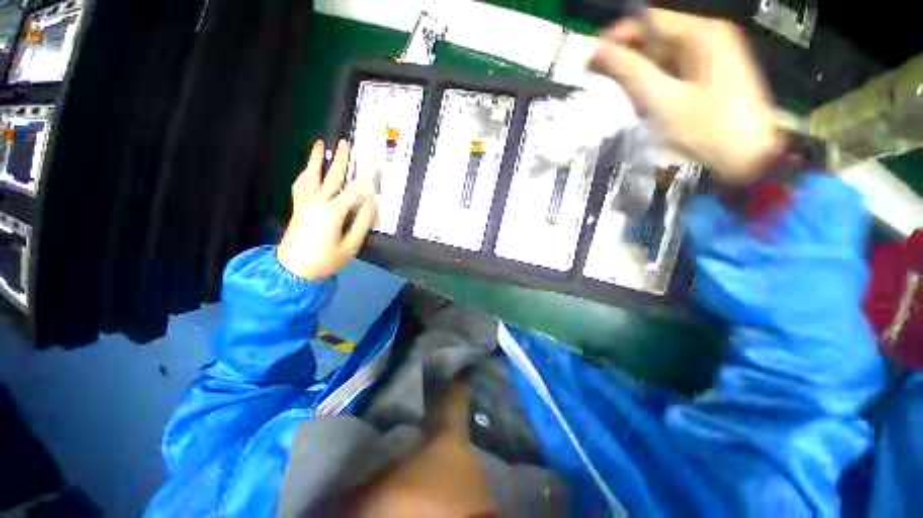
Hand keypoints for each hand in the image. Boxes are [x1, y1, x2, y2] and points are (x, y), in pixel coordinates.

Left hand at [277, 140, 376, 279]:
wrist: (292, 270)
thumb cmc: (325, 260)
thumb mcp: (351, 246)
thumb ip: (362, 222)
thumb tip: (372, 202)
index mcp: (332, 212)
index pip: (354, 190)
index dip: (367, 179)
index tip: (376, 167)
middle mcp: (317, 202)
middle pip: (331, 177)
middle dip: (340, 160)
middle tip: (344, 143)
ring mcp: (304, 203)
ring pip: (311, 176)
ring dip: (315, 160)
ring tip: (319, 145)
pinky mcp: (298, 207)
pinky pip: (300, 185)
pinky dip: (304, 174)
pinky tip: (307, 170)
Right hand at [590, 9, 781, 184]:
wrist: (747, 158)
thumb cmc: (705, 129)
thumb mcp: (662, 100)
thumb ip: (630, 72)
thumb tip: (598, 51)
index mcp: (702, 34)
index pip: (649, 20)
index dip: (617, 37)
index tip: (592, 61)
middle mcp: (708, 37)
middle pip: (656, 38)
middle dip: (628, 61)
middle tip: (605, 85)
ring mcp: (712, 56)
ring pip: (663, 57)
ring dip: (641, 76)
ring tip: (627, 101)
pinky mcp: (711, 75)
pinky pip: (674, 72)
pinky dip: (656, 85)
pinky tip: (648, 104)